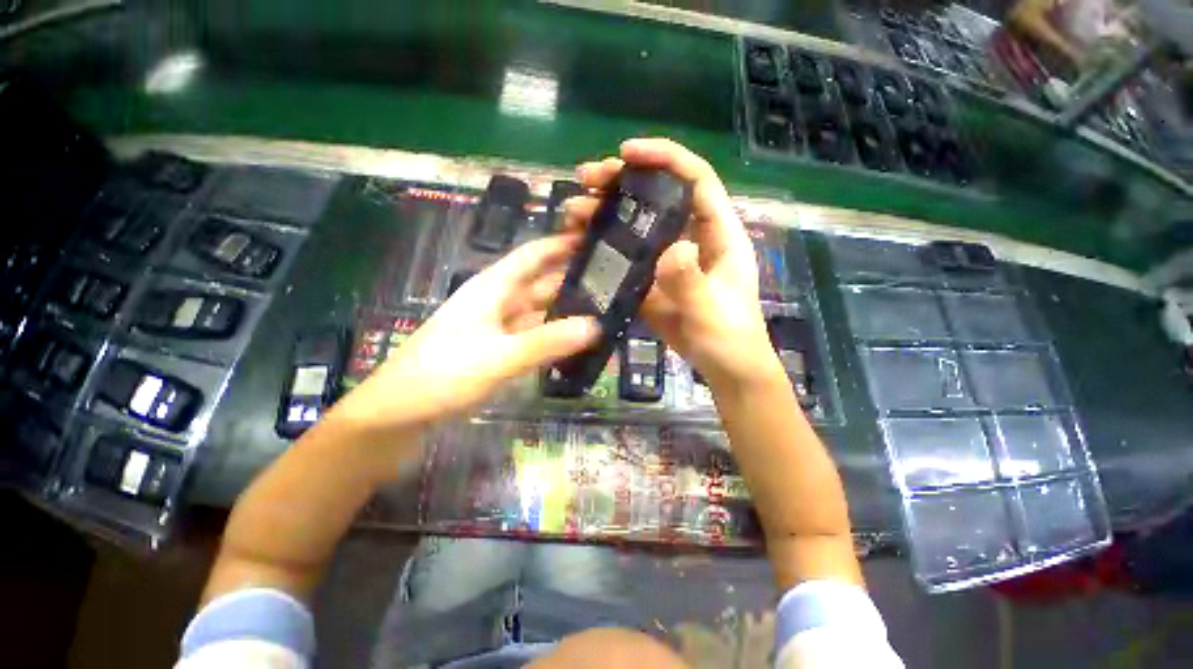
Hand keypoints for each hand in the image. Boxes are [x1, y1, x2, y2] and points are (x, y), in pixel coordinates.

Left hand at [333, 235, 599, 428]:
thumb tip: (596, 326)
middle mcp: (496, 302)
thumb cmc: (444, 374)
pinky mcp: (496, 350)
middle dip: (571, 281)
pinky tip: (573, 342)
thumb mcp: (500, 356)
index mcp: (493, 288)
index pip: (531, 255)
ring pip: (537, 311)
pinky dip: (552, 336)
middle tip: (611, 285)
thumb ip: (548, 341)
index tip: (594, 241)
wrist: (399, 413)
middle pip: (539, 283)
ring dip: (564, 310)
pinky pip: (531, 335)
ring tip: (602, 311)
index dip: (560, 245)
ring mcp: (496, 327)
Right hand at [567, 138, 781, 389]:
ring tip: (573, 212)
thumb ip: (692, 281)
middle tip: (586, 179)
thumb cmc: (730, 335)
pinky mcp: (651, 280)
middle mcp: (690, 237)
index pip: (695, 179)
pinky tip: (579, 246)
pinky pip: (625, 257)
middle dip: (622, 181)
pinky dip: (602, 249)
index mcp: (716, 233)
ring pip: (635, 225)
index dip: (664, 158)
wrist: (723, 367)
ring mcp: (667, 259)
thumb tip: (671, 248)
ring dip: (604, 213)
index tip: (626, 153)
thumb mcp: (713, 310)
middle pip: (657, 196)